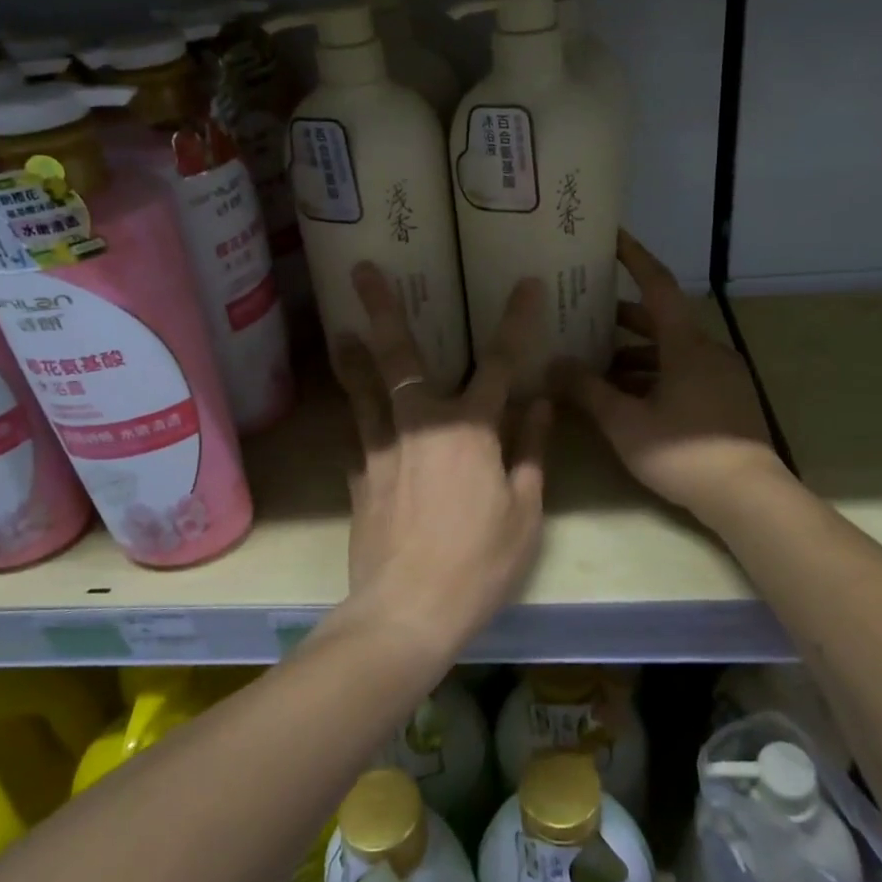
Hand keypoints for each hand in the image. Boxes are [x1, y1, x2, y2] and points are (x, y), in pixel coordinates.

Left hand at [334, 263, 551, 659]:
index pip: (499, 364)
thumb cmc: (479, 564)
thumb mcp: (524, 512)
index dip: (515, 322)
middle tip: (362, 270)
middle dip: (383, 310)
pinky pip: (356, 435)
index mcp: (470, 431)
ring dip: (353, 357)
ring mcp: (381, 450)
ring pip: (363, 390)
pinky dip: (356, 418)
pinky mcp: (358, 477)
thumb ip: (530, 452)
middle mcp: (420, 426)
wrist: (407, 611)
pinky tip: (351, 414)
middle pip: (400, 358)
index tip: (524, 284)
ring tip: (341, 330)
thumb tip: (541, 405)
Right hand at [554, 231, 780, 517]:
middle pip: (661, 321)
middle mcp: (708, 351)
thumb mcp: (625, 423)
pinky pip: (685, 373)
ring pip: (672, 352)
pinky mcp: (727, 400)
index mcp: (686, 345)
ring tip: (598, 366)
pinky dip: (655, 376)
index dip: (634, 258)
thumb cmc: (684, 452)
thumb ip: (588, 391)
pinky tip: (629, 398)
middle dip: (623, 318)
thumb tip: (553, 366)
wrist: (748, 497)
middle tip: (585, 315)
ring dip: (636, 355)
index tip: (613, 237)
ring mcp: (721, 376)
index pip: (657, 286)